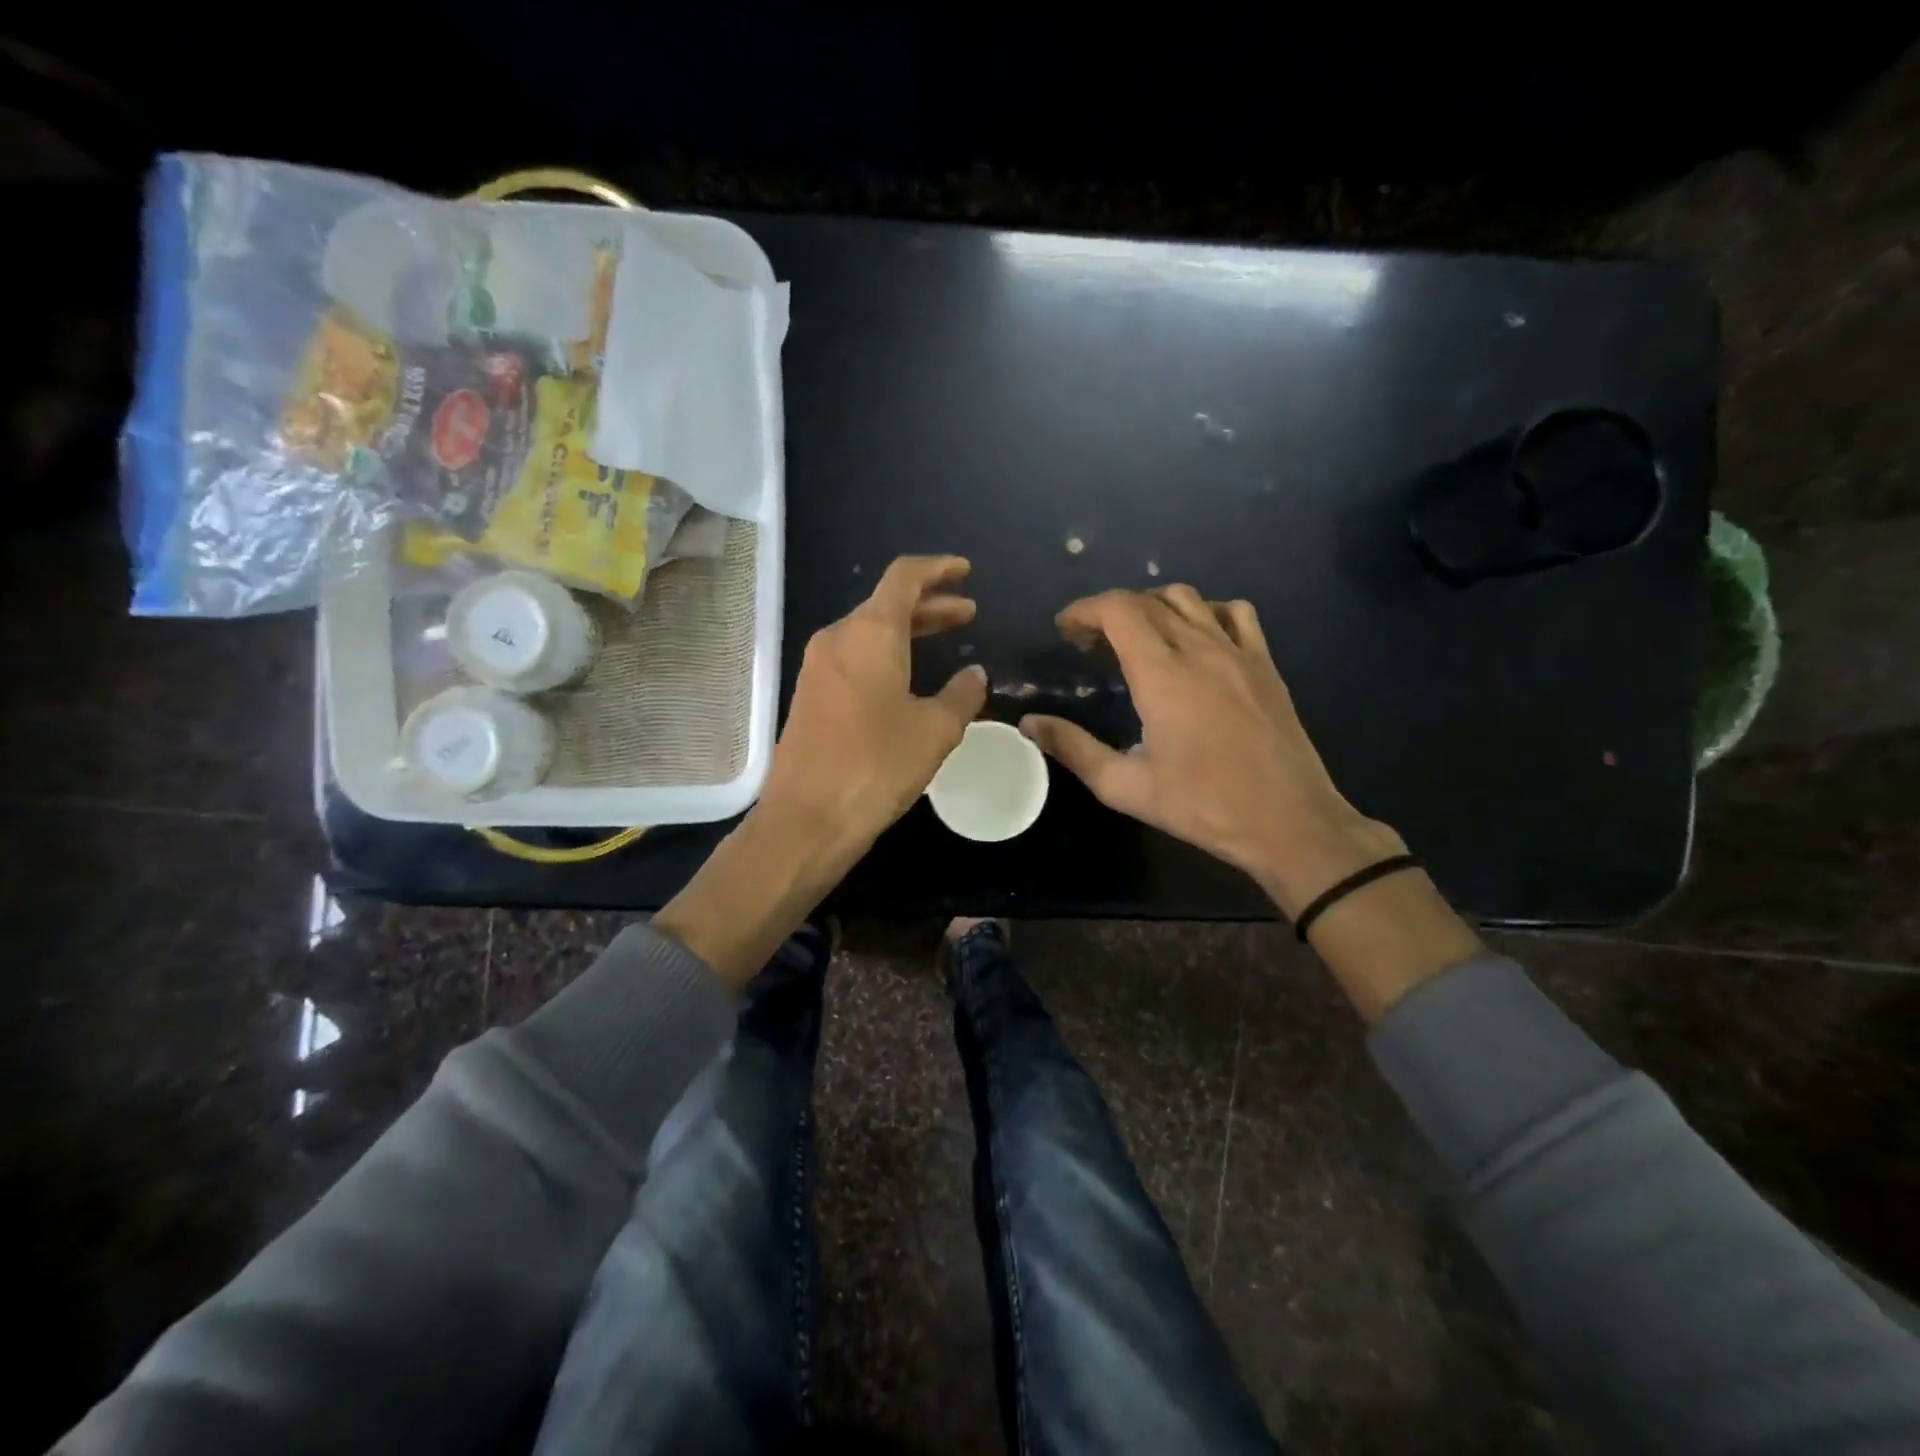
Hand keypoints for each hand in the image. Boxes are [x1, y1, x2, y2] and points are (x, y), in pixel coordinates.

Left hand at [657, 555, 986, 988]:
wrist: (807, 818)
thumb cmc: (877, 765)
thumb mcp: (935, 730)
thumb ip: (961, 695)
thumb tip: (974, 674)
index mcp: (869, 632)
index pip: (904, 577)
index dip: (938, 569)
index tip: (965, 572)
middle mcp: (838, 638)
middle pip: (886, 604)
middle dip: (930, 604)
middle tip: (967, 613)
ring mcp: (818, 667)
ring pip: (870, 632)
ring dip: (908, 631)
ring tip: (944, 639)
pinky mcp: (811, 696)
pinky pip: (855, 658)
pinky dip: (887, 655)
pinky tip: (908, 678)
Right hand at [1020, 586, 1403, 916]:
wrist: (1289, 821)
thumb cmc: (1203, 806)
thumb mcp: (1125, 787)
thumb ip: (1073, 749)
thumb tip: (1030, 724)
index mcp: (1163, 675)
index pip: (1118, 610)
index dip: (1085, 610)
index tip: (1065, 631)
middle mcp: (1200, 649)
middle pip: (1147, 601)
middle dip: (1109, 612)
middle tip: (1089, 645)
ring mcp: (1239, 652)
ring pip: (1189, 599)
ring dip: (1152, 607)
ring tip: (1136, 638)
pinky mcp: (1265, 664)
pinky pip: (1234, 613)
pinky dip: (1205, 612)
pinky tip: (1195, 640)